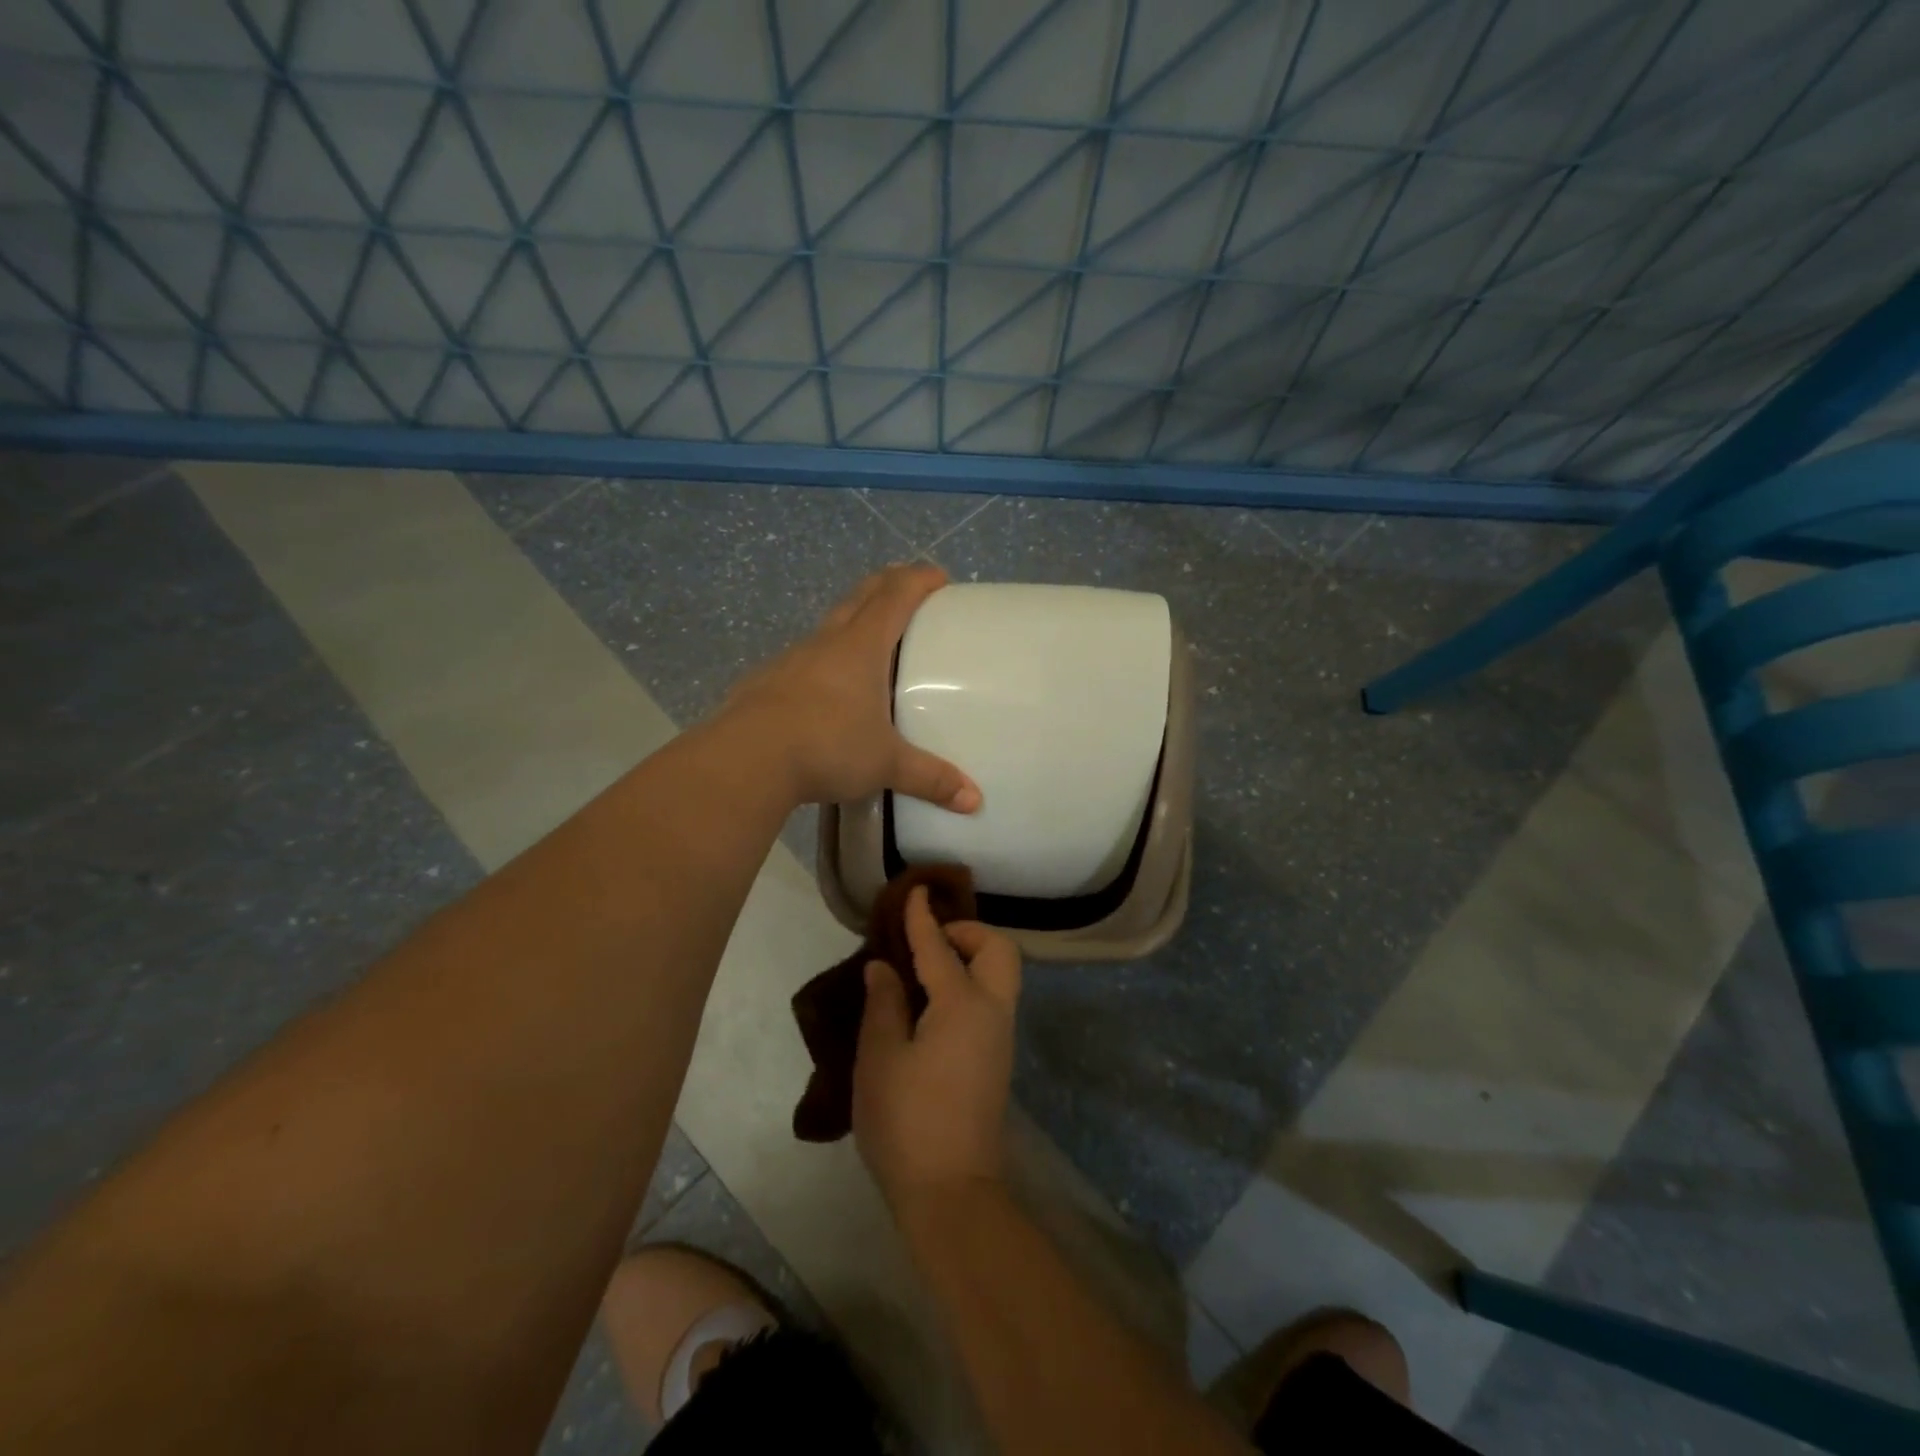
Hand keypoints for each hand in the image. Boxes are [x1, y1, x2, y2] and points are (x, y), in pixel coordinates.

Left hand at [723, 564, 982, 811]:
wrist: (746, 760)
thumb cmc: (827, 747)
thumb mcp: (885, 764)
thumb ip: (930, 778)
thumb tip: (974, 801)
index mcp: (861, 647)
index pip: (895, 596)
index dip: (919, 580)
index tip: (939, 576)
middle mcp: (825, 642)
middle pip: (860, 597)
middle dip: (887, 585)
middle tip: (908, 590)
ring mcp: (791, 660)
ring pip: (828, 626)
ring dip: (852, 622)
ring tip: (871, 646)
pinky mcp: (765, 682)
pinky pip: (803, 660)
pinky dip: (824, 661)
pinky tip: (827, 691)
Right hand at [852, 886, 1021, 1209]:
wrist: (951, 1193)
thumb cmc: (906, 1122)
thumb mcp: (879, 1059)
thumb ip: (884, 1004)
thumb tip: (884, 967)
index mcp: (962, 1004)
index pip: (940, 946)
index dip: (923, 917)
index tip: (914, 891)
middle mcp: (992, 1011)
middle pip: (998, 949)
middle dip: (967, 933)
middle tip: (927, 943)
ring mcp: (1000, 1036)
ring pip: (1000, 974)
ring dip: (970, 957)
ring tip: (924, 971)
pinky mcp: (998, 1058)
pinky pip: (992, 998)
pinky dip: (970, 982)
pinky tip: (932, 1004)